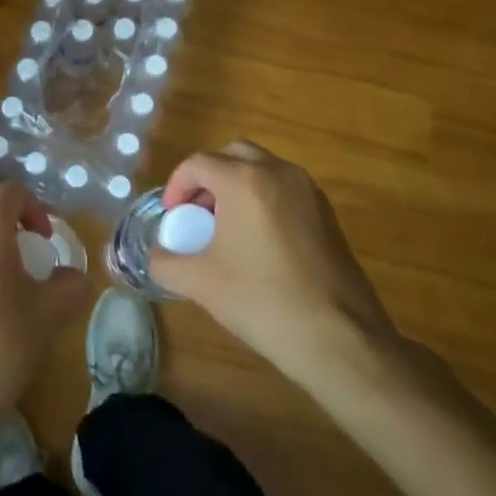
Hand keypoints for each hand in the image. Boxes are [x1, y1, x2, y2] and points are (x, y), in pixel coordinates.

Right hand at [150, 141, 411, 400]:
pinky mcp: (327, 214)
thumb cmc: (262, 301)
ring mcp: (308, 192)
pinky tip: (258, 242)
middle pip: (233, 155)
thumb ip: (165, 263)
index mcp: (244, 180)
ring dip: (238, 185)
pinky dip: (264, 199)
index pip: (198, 163)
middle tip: (198, 212)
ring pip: (263, 168)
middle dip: (209, 177)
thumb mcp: (200, 283)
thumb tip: (155, 256)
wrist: (340, 340)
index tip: (173, 217)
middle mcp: (279, 173)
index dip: (177, 186)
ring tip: (226, 227)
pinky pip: (285, 189)